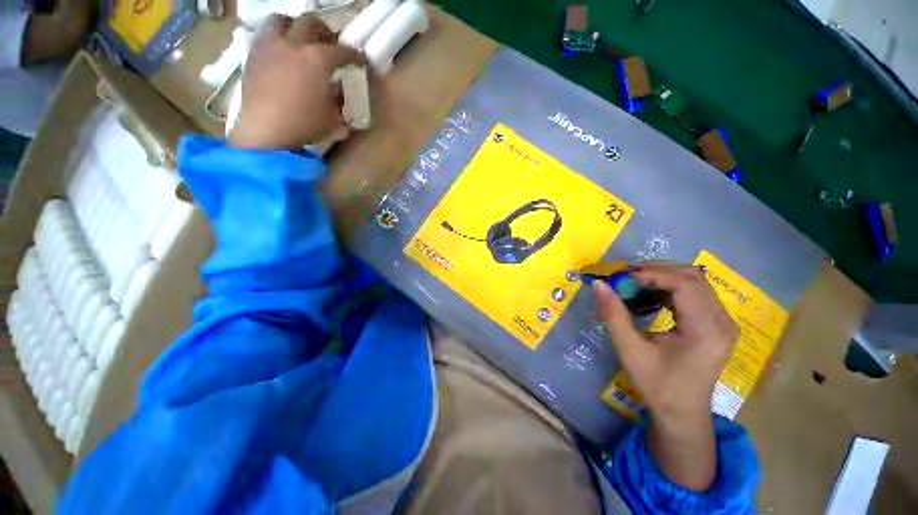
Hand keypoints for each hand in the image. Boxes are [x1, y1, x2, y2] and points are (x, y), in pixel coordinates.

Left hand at [229, 15, 362, 150]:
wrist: (266, 130)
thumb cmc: (304, 125)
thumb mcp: (333, 118)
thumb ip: (338, 101)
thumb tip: (338, 93)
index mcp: (318, 59)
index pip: (342, 52)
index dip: (355, 56)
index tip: (360, 60)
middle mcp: (294, 44)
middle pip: (310, 23)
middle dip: (324, 31)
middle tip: (329, 43)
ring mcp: (270, 47)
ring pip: (281, 20)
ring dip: (294, 27)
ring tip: (299, 41)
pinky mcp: (253, 55)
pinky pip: (264, 36)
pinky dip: (276, 39)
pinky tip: (280, 54)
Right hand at [593, 262, 737, 417]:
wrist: (682, 414)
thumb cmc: (657, 385)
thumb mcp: (630, 350)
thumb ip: (613, 315)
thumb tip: (598, 285)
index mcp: (707, 331)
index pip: (685, 284)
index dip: (652, 274)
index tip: (622, 278)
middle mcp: (722, 321)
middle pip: (692, 277)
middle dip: (654, 271)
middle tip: (624, 278)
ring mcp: (722, 321)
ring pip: (693, 282)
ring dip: (660, 278)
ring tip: (632, 286)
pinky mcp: (715, 323)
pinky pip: (693, 294)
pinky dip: (667, 289)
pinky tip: (648, 298)